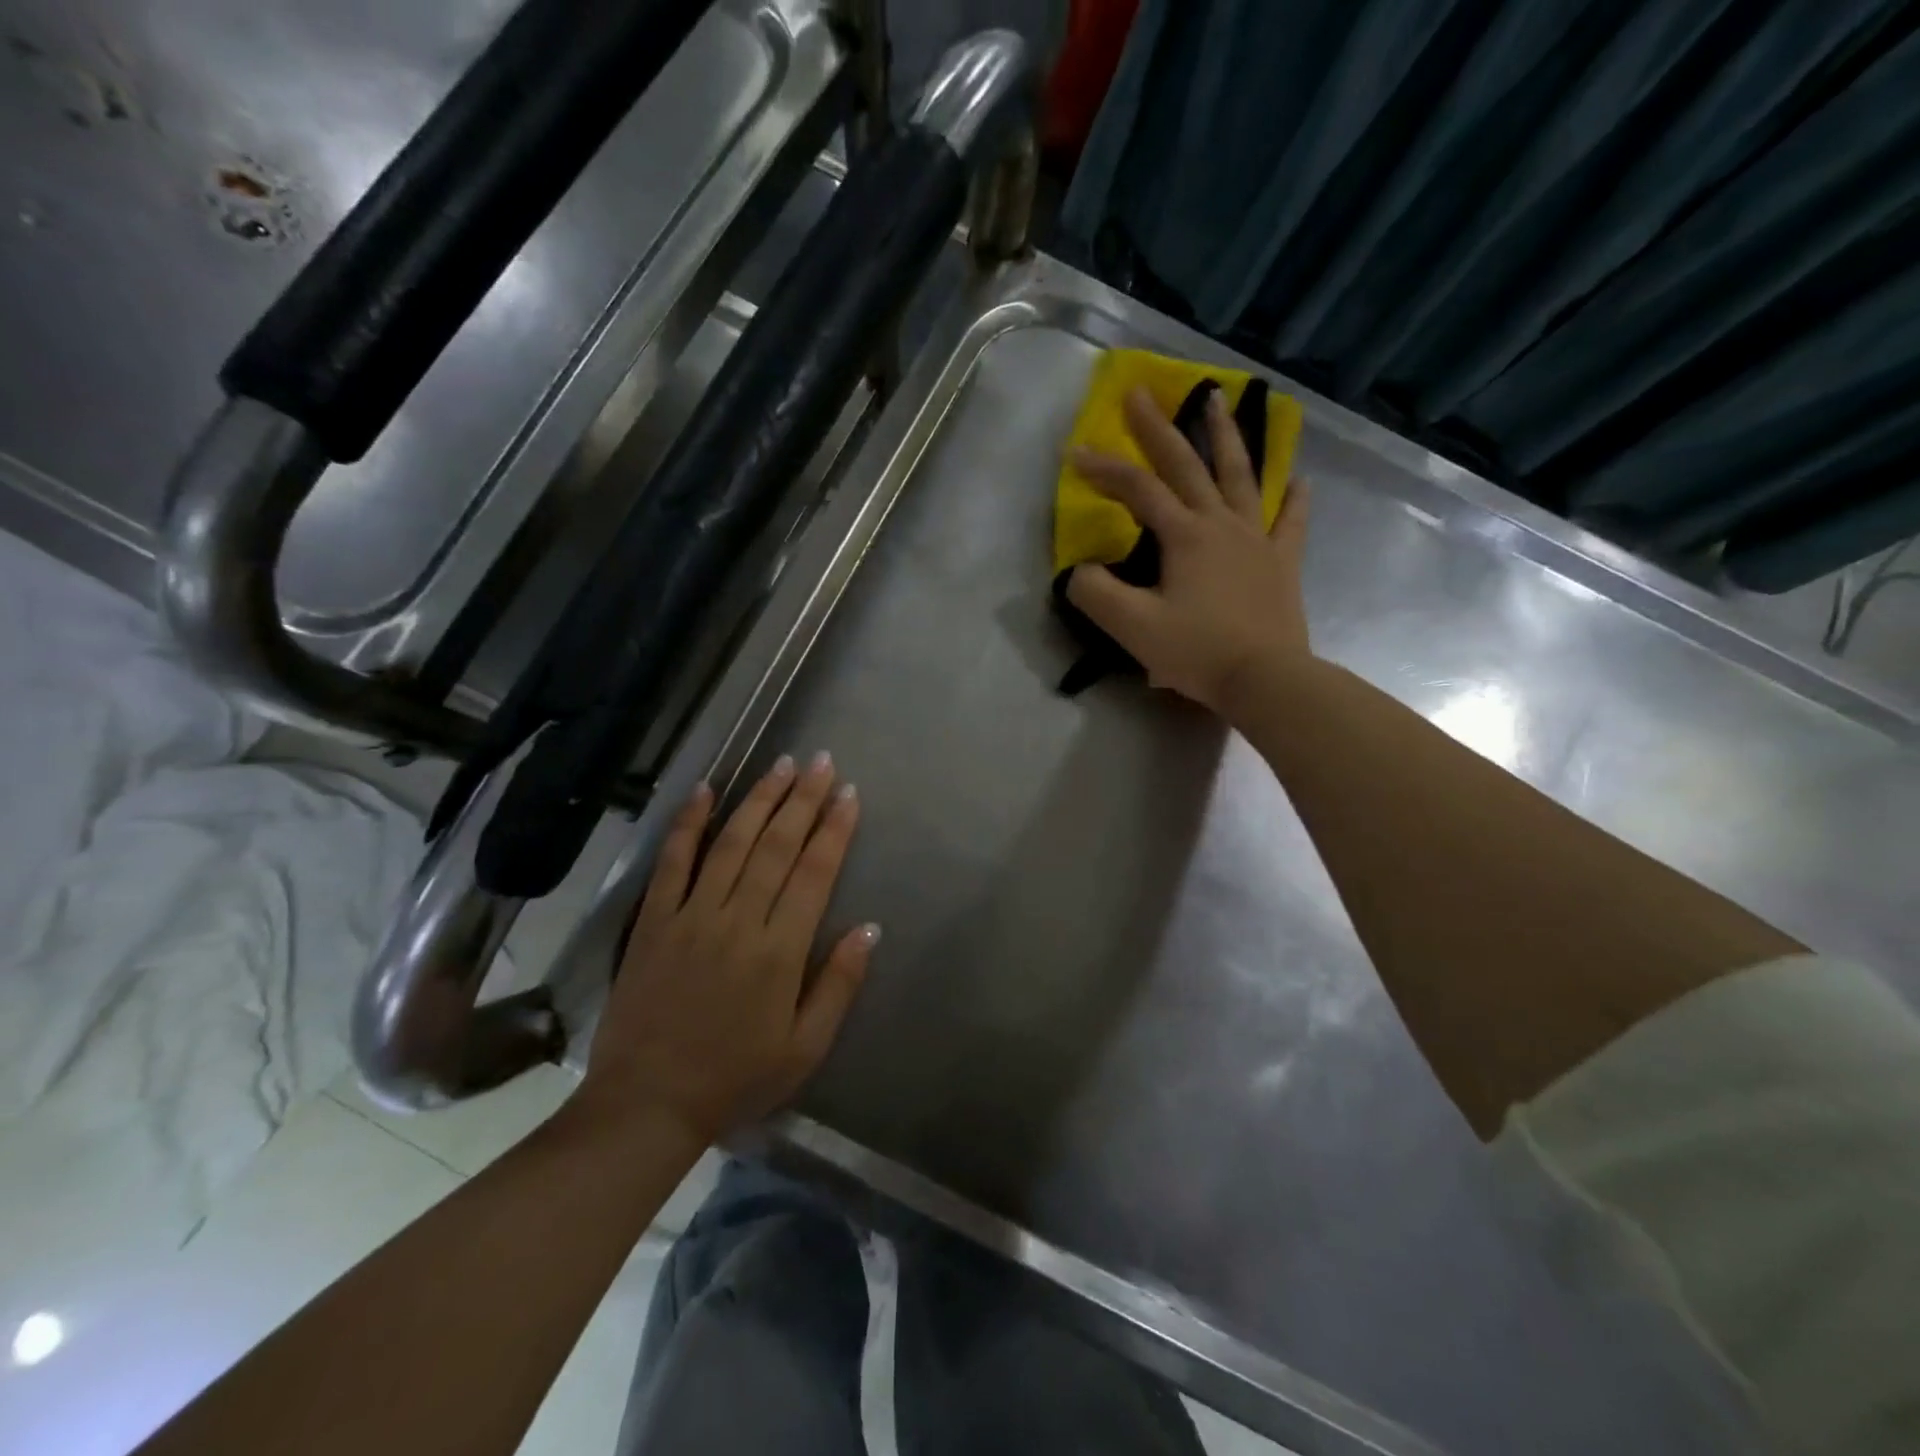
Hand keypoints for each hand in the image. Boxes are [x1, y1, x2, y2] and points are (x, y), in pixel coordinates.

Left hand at [579, 753, 878, 1146]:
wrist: (647, 1104)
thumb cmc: (736, 1079)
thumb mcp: (804, 1047)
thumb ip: (839, 984)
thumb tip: (869, 927)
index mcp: (779, 951)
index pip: (814, 873)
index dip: (835, 830)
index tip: (850, 795)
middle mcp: (738, 920)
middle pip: (777, 846)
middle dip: (803, 799)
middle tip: (823, 762)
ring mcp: (691, 915)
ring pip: (732, 843)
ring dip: (759, 799)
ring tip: (782, 764)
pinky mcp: (653, 921)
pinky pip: (672, 862)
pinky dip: (688, 823)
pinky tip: (705, 790)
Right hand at [1066, 386, 1311, 718]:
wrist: (1265, 679)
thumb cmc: (1197, 651)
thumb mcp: (1133, 627)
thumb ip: (1096, 594)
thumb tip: (1080, 571)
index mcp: (1184, 535)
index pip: (1138, 490)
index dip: (1104, 469)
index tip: (1074, 452)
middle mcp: (1221, 523)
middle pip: (1187, 465)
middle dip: (1159, 428)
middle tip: (1140, 392)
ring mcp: (1257, 539)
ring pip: (1241, 476)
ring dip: (1226, 436)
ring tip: (1218, 400)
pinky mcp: (1282, 563)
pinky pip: (1290, 522)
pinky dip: (1293, 498)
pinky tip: (1298, 480)